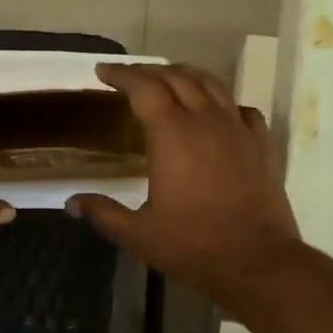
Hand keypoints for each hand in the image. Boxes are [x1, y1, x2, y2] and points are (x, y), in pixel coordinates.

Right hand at [67, 62, 301, 302]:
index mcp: (172, 135)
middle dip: (150, 71)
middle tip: (130, 77)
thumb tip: (72, 203)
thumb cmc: (192, 246)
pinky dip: (222, 101)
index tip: (103, 72)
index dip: (122, 75)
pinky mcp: (260, 145)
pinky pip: (239, 108)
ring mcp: (237, 130)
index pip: (144, 88)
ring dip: (185, 76)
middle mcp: (206, 121)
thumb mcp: (138, 234)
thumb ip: (103, 213)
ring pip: (211, 85)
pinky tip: (215, 112)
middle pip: (177, 78)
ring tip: (168, 80)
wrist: (256, 261)